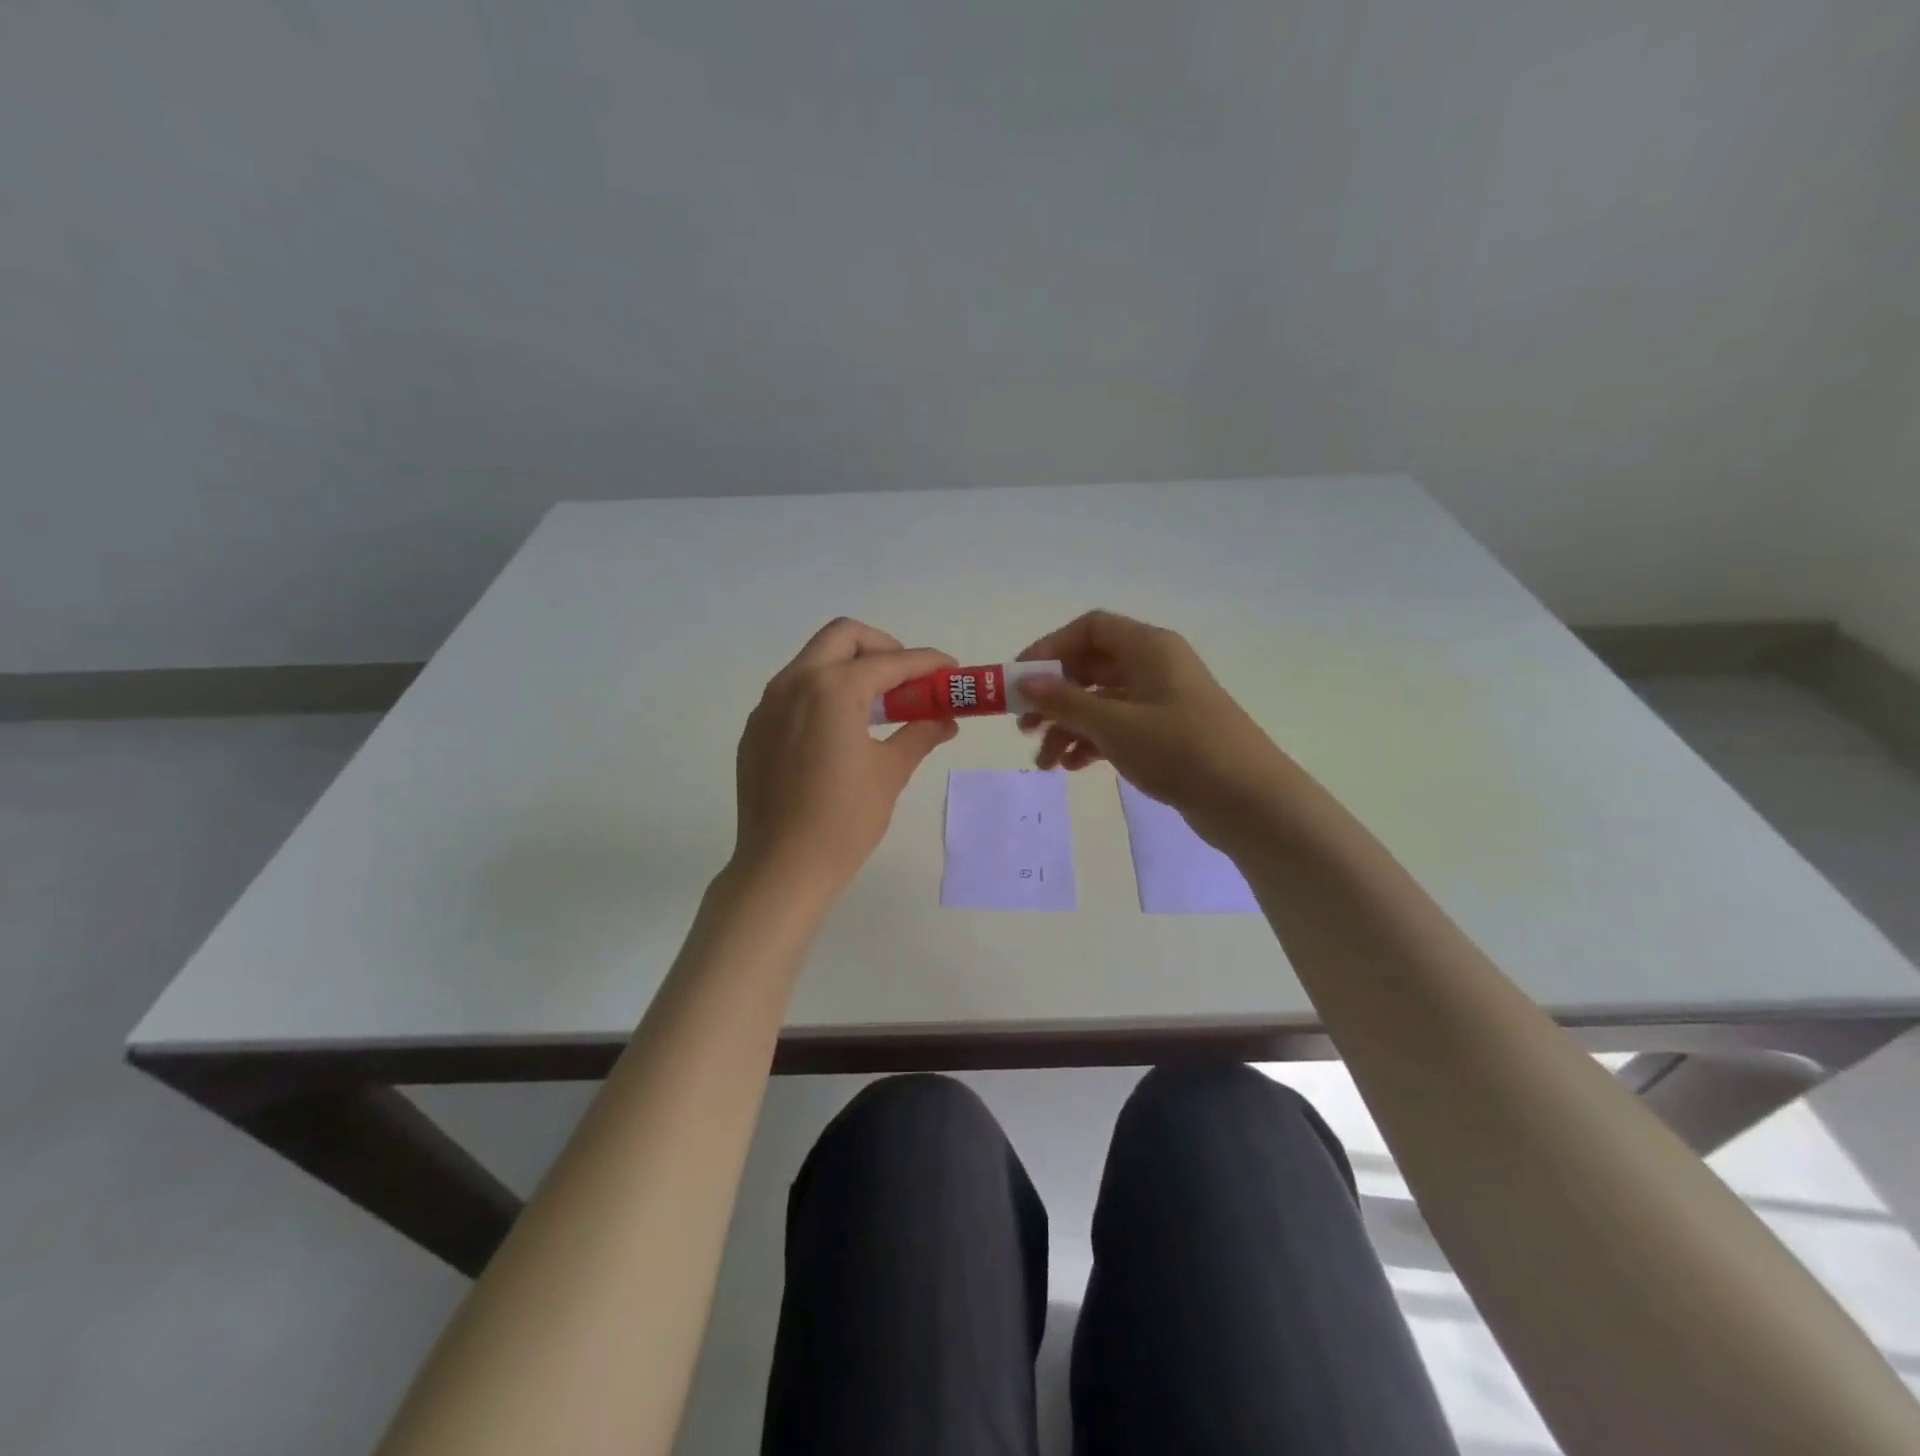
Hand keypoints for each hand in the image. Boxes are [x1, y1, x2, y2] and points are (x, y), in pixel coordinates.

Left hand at [733, 618, 957, 893]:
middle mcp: (794, 682)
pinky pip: (793, 691)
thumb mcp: (890, 773)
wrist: (781, 867)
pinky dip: (823, 694)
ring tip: (878, 706)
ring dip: (850, 668)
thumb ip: (919, 734)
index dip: (926, 663)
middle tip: (906, 681)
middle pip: (844, 637)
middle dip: (882, 649)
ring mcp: (768, 705)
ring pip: (813, 660)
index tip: (950, 670)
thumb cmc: (844, 820)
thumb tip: (945, 720)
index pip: (890, 662)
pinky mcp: (756, 729)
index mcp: (832, 688)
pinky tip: (840, 731)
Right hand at [1016, 610, 1292, 848]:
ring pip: (1101, 702)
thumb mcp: (1113, 723)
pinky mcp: (1166, 734)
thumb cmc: (1178, 748)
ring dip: (1068, 727)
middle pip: (1091, 667)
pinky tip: (1074, 767)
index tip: (1021, 679)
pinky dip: (1092, 742)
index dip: (1050, 648)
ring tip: (1045, 762)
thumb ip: (1064, 701)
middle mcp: (1154, 666)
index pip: (1090, 629)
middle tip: (1024, 726)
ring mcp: (1161, 701)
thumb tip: (1023, 682)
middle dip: (1054, 696)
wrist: (1247, 799)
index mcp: (1148, 647)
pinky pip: (1118, 727)